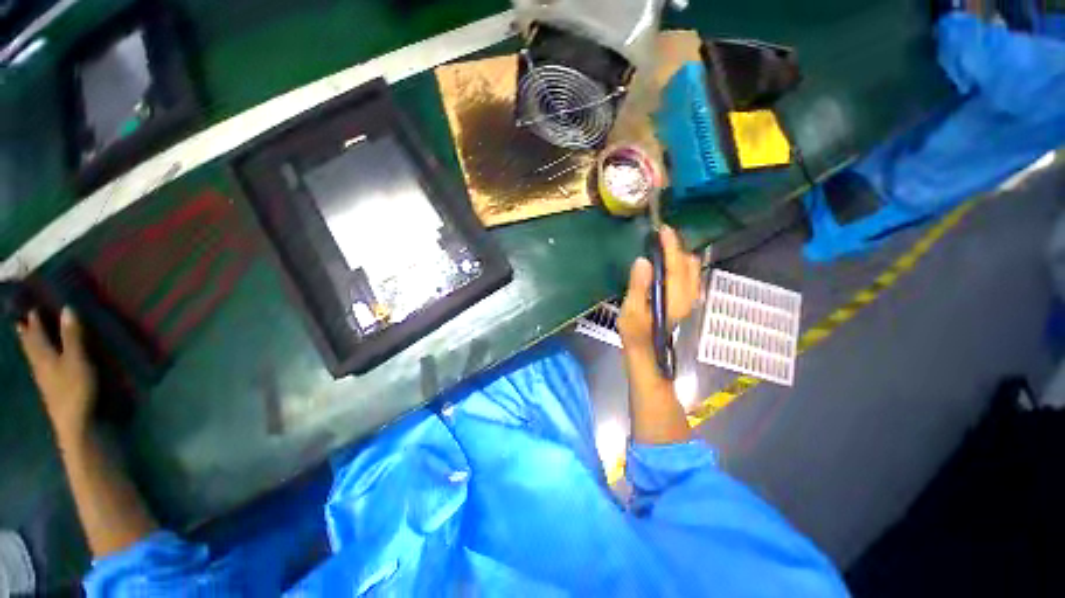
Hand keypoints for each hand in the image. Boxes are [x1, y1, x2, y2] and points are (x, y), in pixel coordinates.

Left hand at [16, 308, 96, 440]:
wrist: (73, 423)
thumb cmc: (75, 388)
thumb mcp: (77, 360)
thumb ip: (72, 336)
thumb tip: (67, 308)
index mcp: (43, 354)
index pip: (36, 332)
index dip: (34, 319)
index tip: (31, 306)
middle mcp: (38, 364)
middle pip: (30, 345)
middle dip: (26, 333)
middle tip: (21, 321)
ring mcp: (43, 379)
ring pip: (32, 357)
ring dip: (30, 345)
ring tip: (27, 337)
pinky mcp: (49, 388)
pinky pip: (39, 367)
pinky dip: (37, 359)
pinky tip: (40, 362)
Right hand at [618, 226, 701, 356]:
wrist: (646, 354)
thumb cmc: (635, 334)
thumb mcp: (631, 311)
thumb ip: (638, 286)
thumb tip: (642, 261)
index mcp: (674, 298)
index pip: (675, 266)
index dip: (670, 246)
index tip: (663, 230)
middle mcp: (687, 297)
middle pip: (689, 265)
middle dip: (677, 248)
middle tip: (658, 239)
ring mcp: (689, 300)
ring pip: (692, 270)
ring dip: (680, 256)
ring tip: (662, 249)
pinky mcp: (686, 302)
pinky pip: (690, 276)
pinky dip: (682, 265)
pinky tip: (669, 265)